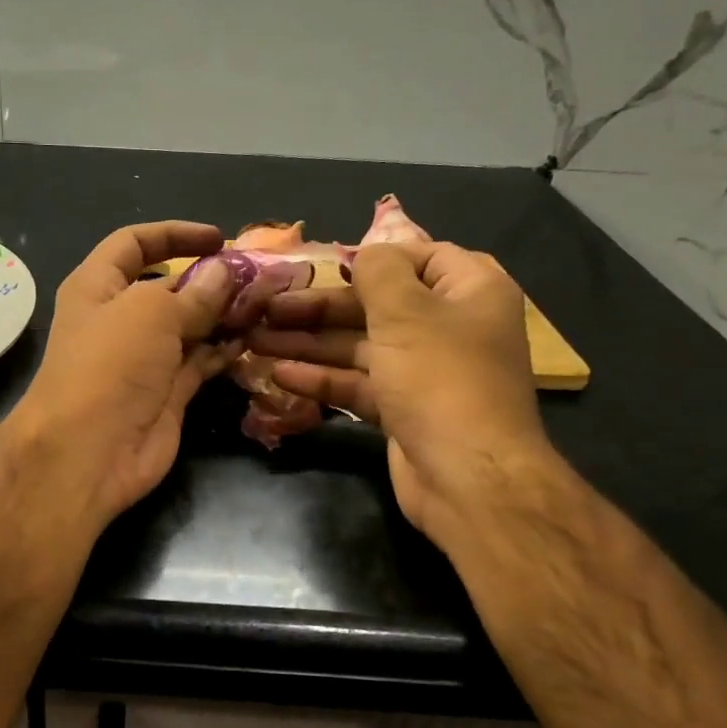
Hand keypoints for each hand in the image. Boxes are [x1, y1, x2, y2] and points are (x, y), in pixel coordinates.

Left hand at [7, 222, 236, 528]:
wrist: (89, 451)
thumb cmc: (110, 365)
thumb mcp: (150, 313)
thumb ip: (194, 292)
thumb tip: (225, 272)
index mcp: (97, 287)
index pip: (133, 244)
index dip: (174, 235)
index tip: (219, 238)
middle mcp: (119, 319)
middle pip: (168, 287)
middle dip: (209, 278)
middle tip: (256, 275)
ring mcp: (144, 359)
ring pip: (188, 326)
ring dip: (222, 315)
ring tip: (264, 304)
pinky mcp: (166, 392)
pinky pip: (199, 362)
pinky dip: (222, 351)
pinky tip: (251, 340)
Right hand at [246, 241, 552, 529]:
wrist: (468, 477)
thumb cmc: (440, 379)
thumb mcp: (406, 311)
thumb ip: (379, 271)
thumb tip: (367, 250)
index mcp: (469, 290)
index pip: (418, 256)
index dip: (369, 258)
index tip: (320, 265)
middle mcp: (449, 326)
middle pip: (377, 304)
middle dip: (320, 307)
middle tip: (267, 308)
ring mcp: (424, 372)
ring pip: (360, 346)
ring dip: (311, 343)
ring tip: (257, 340)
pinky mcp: (403, 409)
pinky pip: (358, 383)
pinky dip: (323, 379)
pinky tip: (280, 374)